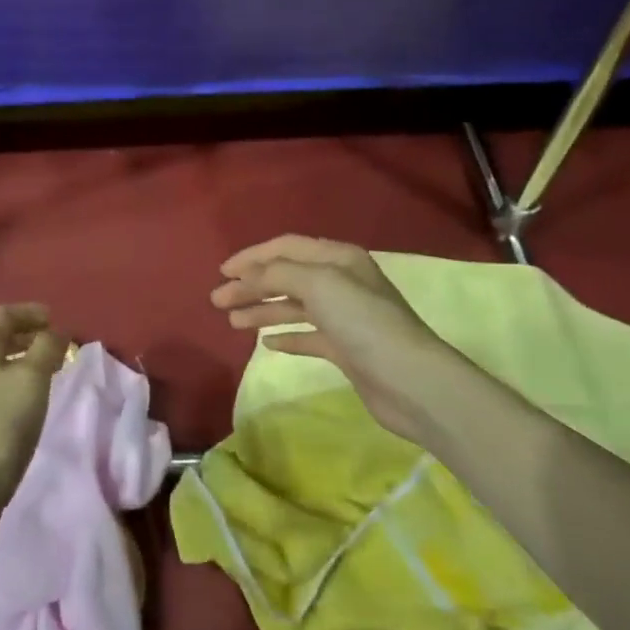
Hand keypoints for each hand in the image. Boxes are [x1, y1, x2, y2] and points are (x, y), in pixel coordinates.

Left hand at [0, 303, 68, 529]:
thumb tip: (57, 330)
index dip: (30, 311)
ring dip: (22, 362)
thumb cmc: (1, 426)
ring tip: (48, 374)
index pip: (3, 315)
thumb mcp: (32, 379)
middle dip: (28, 336)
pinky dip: (13, 384)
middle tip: (56, 346)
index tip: (55, 319)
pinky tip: (28, 404)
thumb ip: (47, 347)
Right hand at [211, 234, 454, 441]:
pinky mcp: (345, 349)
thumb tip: (246, 276)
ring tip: (231, 321)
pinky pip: (307, 336)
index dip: (252, 257)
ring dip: (262, 311)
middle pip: (286, 277)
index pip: (285, 247)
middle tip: (218, 301)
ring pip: (292, 306)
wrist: (411, 382)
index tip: (223, 271)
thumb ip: (277, 274)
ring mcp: (343, 317)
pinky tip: (265, 343)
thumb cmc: (363, 322)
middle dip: (251, 286)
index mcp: (337, 258)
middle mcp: (340, 282)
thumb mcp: (318, 284)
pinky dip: (285, 336)